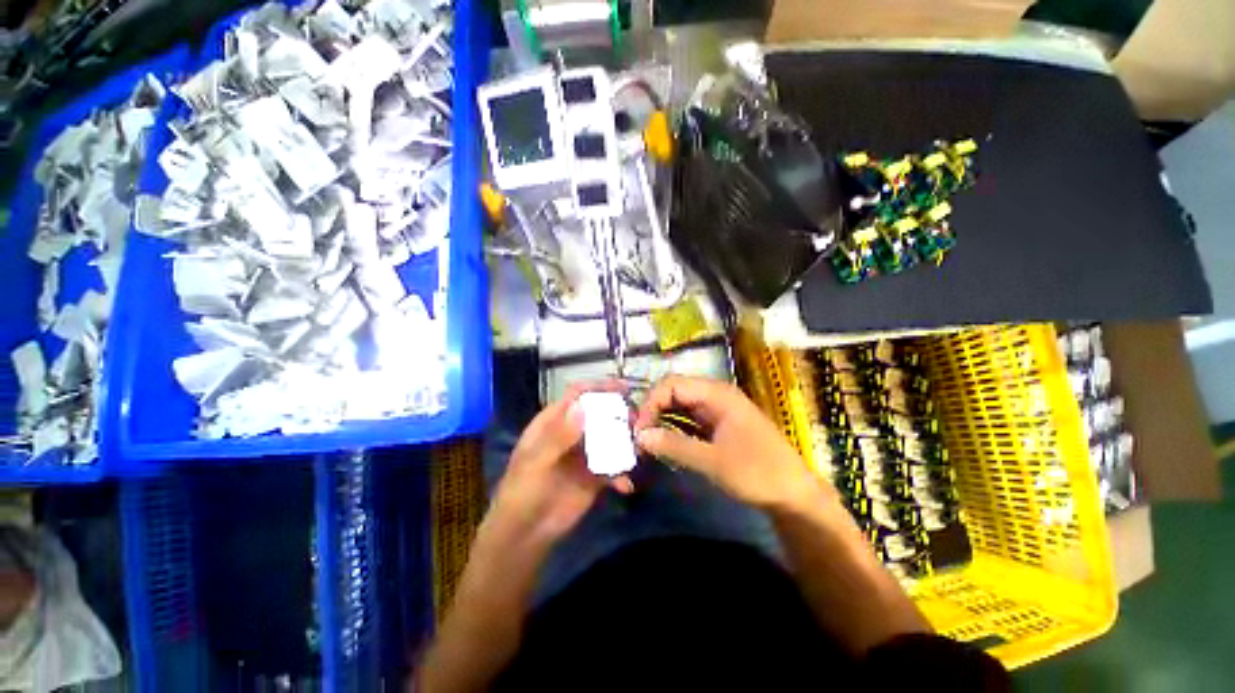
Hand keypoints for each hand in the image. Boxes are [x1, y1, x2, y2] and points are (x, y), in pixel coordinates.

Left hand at [487, 384, 631, 547]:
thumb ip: (560, 436)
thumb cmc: (522, 491)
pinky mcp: (595, 476)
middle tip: (637, 420)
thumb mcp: (536, 462)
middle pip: (600, 414)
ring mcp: (585, 453)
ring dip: (626, 442)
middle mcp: (573, 432)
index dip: (599, 387)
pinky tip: (625, 485)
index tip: (624, 387)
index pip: (578, 395)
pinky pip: (614, 468)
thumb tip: (583, 408)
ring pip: (610, 438)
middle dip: (619, 414)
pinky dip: (622, 474)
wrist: (525, 534)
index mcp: (555, 421)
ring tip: (640, 449)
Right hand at [634, 375, 822, 509]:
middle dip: (653, 410)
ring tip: (645, 440)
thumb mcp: (713, 461)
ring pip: (679, 406)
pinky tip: (662, 442)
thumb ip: (674, 446)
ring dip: (661, 419)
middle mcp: (714, 395)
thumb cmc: (758, 473)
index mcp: (716, 394)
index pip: (672, 384)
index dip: (651, 402)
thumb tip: (639, 436)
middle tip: (638, 436)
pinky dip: (673, 428)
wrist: (793, 494)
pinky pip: (688, 419)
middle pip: (674, 392)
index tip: (638, 430)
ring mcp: (716, 410)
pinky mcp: (716, 425)